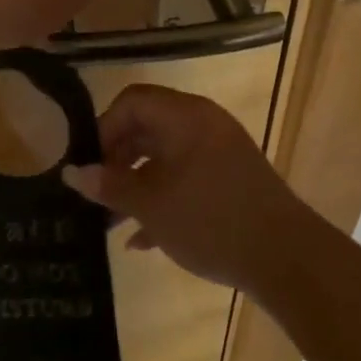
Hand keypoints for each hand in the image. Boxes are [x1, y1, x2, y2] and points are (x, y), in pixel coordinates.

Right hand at [62, 84, 313, 297]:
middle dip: (117, 160)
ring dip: (137, 184)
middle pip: (147, 127)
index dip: (103, 130)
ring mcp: (220, 150)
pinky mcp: (231, 178)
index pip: (132, 102)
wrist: (288, 258)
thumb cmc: (211, 221)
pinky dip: (164, 196)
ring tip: (112, 222)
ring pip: (166, 156)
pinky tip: (144, 239)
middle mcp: (203, 123)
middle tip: (96, 194)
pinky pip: (187, 175)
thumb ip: (110, 186)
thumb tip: (72, 172)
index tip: (89, 166)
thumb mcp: (152, 206)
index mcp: (184, 116)